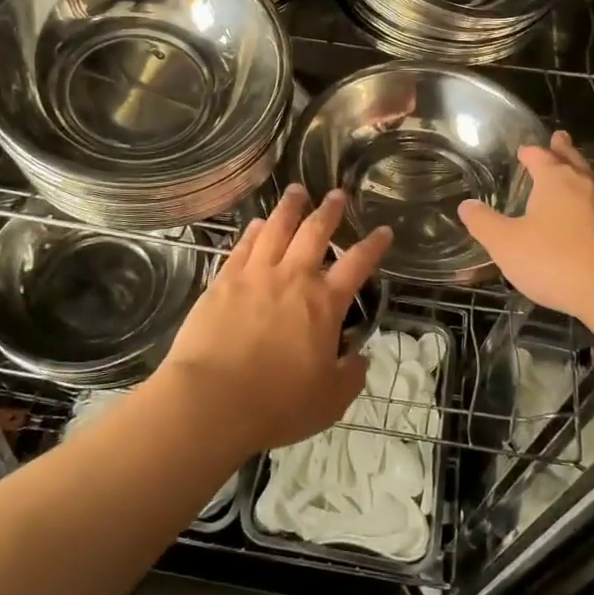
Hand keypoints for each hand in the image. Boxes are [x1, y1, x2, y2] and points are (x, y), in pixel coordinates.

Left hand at [160, 186, 391, 455]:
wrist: (211, 399)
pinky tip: (257, 223)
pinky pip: (243, 245)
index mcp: (324, 303)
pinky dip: (253, 230)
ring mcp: (256, 274)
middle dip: (330, 211)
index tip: (382, 231)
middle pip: (315, 232)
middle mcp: (293, 278)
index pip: (357, 264)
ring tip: (297, 191)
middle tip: (337, 194)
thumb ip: (350, 376)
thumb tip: (360, 359)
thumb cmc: (276, 403)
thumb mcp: (329, 400)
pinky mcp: (224, 279)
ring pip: (277, 228)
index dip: (373, 245)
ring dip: (290, 207)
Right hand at [458, 130, 593, 323]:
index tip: (524, 149)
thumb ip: (484, 224)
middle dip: (563, 150)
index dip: (530, 152)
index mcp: (556, 180)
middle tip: (560, 137)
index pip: (540, 156)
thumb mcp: (506, 244)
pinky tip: (591, 217)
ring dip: (582, 174)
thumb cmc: (556, 261)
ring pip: (593, 182)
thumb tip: (466, 205)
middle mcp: (586, 186)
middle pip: (573, 160)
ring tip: (575, 173)